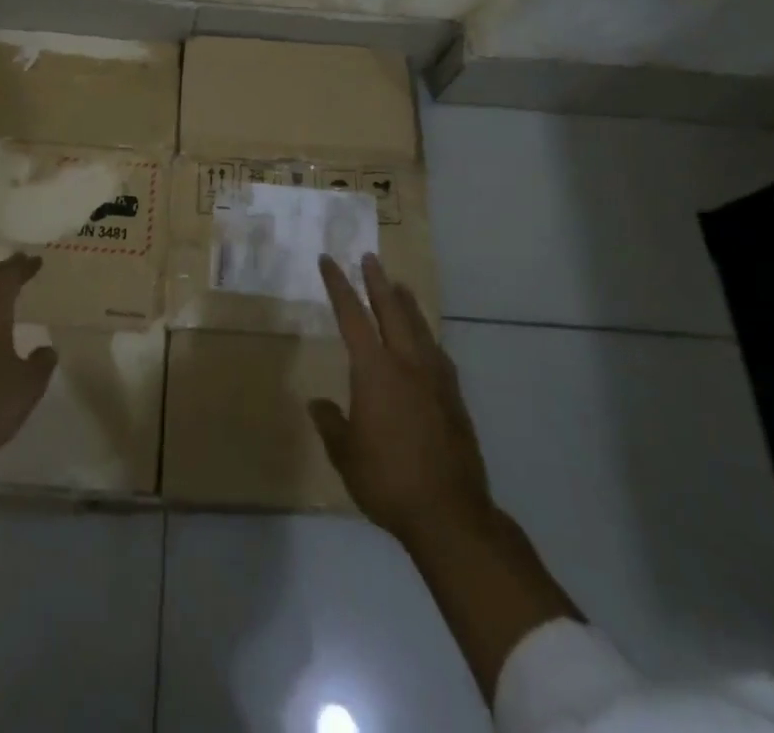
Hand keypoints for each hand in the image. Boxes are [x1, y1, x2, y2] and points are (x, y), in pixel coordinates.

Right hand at [310, 253, 494, 548]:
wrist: (450, 514)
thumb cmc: (388, 480)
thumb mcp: (345, 454)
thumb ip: (331, 423)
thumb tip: (319, 404)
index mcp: (375, 370)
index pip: (352, 315)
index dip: (338, 286)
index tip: (329, 261)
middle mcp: (406, 364)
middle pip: (391, 311)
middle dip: (377, 282)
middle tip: (370, 258)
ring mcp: (435, 379)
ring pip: (419, 328)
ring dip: (406, 304)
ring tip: (400, 287)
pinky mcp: (454, 399)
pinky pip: (437, 354)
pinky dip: (427, 337)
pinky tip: (428, 342)